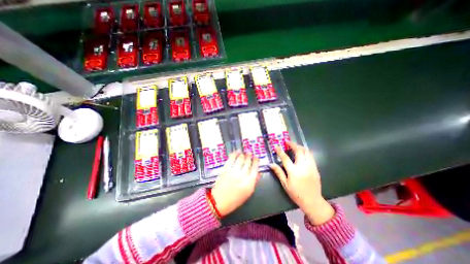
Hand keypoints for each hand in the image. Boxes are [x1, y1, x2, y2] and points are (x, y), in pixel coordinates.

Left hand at [212, 152, 260, 216]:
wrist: (219, 202)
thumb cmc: (235, 200)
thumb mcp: (248, 193)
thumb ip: (254, 182)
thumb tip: (259, 173)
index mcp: (249, 183)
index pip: (255, 168)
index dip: (256, 161)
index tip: (256, 157)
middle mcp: (242, 175)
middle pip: (248, 162)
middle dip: (250, 156)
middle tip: (250, 153)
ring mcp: (233, 171)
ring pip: (240, 159)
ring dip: (243, 154)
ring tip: (244, 152)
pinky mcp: (225, 169)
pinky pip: (231, 159)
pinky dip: (235, 154)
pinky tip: (237, 151)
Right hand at [268, 141, 333, 225]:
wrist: (312, 201)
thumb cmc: (296, 193)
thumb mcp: (285, 184)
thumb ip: (278, 172)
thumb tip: (271, 164)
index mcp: (293, 172)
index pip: (285, 158)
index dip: (280, 151)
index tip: (276, 146)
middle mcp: (303, 167)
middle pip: (298, 151)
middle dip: (292, 144)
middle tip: (287, 142)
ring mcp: (311, 167)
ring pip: (306, 152)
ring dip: (300, 147)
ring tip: (295, 145)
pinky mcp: (316, 168)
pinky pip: (311, 156)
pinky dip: (306, 152)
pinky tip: (302, 152)